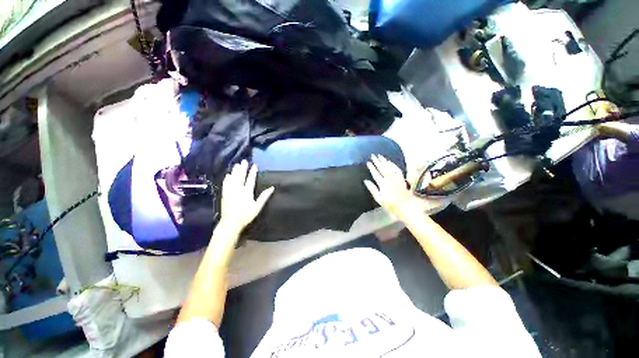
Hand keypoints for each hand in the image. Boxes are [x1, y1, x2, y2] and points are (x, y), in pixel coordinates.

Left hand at [219, 160, 274, 234]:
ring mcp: (230, 191)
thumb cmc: (246, 215)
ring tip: (236, 165)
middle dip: (242, 168)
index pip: (250, 179)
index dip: (252, 172)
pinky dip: (227, 179)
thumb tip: (272, 187)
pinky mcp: (224, 195)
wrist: (231, 223)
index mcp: (247, 192)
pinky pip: (225, 184)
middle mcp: (238, 189)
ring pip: (233, 179)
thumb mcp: (258, 206)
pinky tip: (227, 175)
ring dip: (235, 171)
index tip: (254, 165)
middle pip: (240, 177)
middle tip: (244, 161)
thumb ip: (264, 196)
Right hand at [364, 155, 414, 218]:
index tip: (368, 162)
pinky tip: (390, 162)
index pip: (375, 173)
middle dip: (377, 161)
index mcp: (383, 184)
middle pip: (382, 168)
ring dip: (384, 161)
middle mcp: (390, 179)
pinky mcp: (402, 178)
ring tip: (380, 156)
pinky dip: (393, 165)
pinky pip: (397, 169)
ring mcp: (396, 178)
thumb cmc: (390, 205)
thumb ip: (372, 189)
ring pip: (389, 167)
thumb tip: (365, 180)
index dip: (371, 167)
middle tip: (373, 155)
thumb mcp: (379, 199)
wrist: (405, 207)